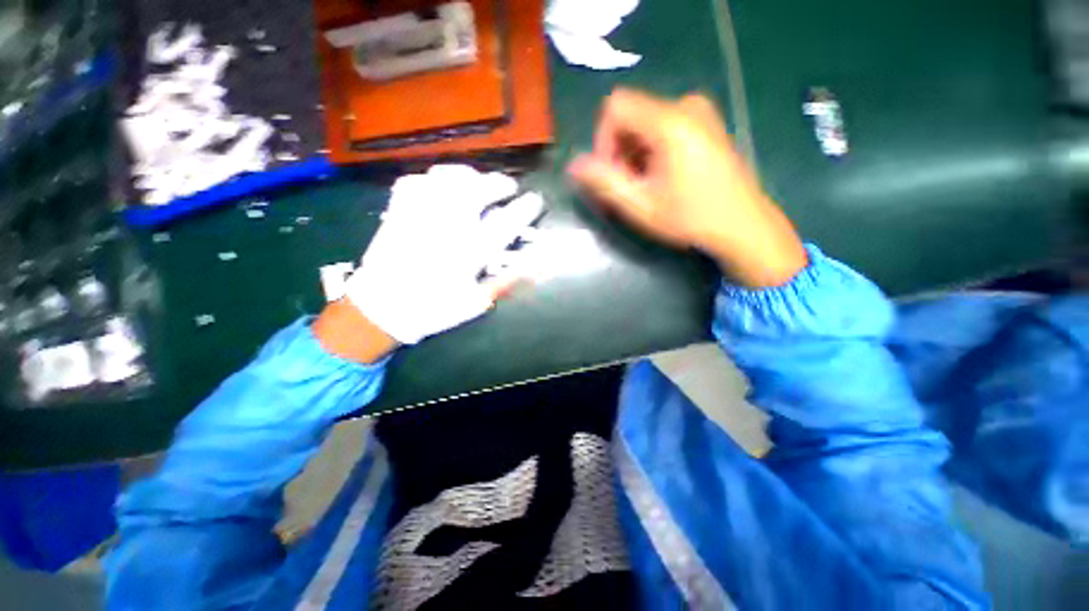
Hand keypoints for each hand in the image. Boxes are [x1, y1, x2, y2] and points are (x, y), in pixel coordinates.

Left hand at [339, 165, 542, 347]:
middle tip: (508, 187)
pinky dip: (433, 178)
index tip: (536, 200)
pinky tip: (440, 186)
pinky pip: (417, 180)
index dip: (526, 208)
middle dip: (500, 183)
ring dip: (469, 175)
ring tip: (477, 181)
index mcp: (469, 251)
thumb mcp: (477, 301)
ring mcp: (420, 213)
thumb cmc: (435, 308)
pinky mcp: (398, 209)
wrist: (382, 307)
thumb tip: (538, 264)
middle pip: (478, 189)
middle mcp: (447, 226)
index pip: (506, 221)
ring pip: (448, 177)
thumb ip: (507, 280)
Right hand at [568, 88, 806, 287]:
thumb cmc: (690, 218)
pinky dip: (650, 151)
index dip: (603, 140)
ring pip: (644, 123)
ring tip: (645, 186)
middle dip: (619, 152)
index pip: (615, 107)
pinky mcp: (705, 123)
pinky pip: (662, 127)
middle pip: (630, 116)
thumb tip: (574, 165)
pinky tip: (660, 177)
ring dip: (633, 155)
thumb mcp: (640, 205)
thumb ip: (604, 182)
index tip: (611, 174)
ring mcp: (699, 112)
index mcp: (670, 121)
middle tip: (628, 188)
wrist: (742, 225)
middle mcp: (686, 105)